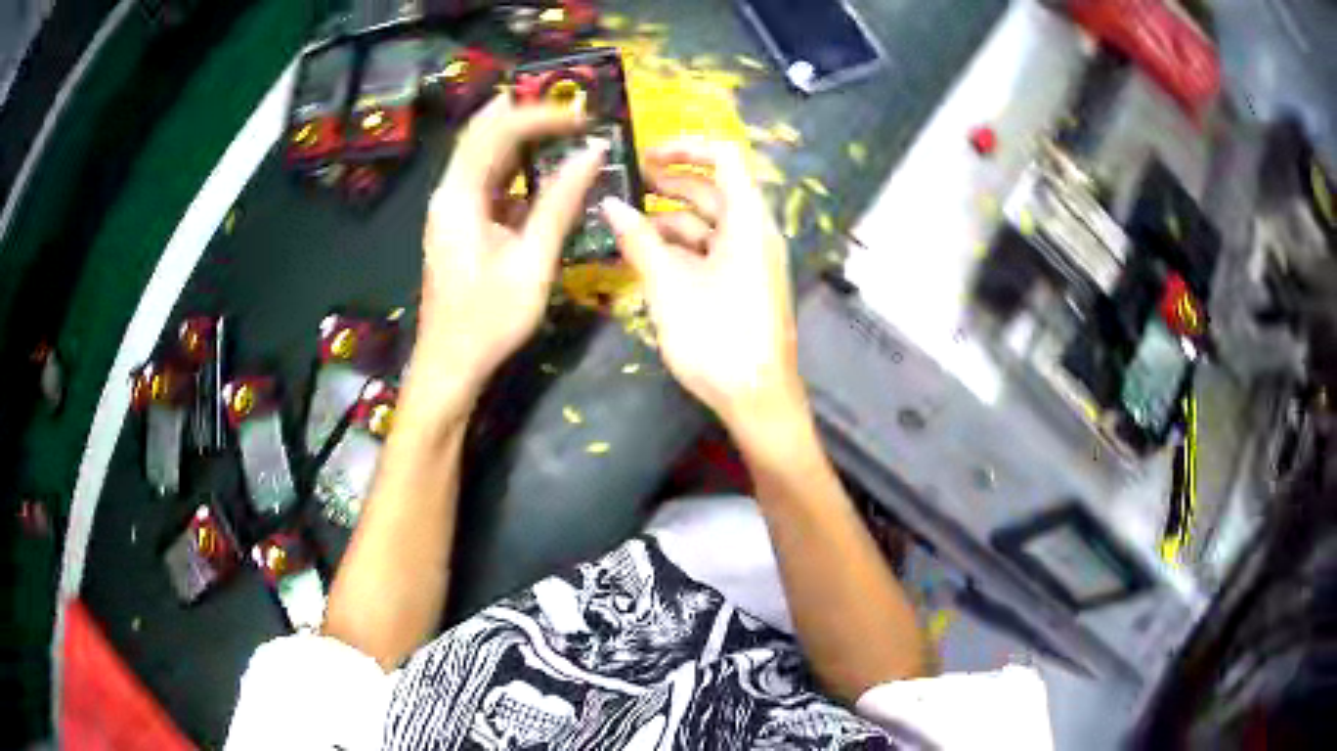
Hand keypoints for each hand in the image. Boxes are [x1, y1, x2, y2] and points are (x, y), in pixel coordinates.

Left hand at [413, 97, 606, 405]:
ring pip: (482, 153)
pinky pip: (485, 178)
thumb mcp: (533, 261)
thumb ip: (561, 202)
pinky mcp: (458, 223)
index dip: (540, 116)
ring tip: (563, 128)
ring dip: (520, 136)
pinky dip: (514, 164)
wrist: (450, 365)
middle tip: (573, 112)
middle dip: (527, 115)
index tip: (583, 116)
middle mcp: (449, 193)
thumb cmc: (489, 320)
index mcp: (460, 197)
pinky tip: (540, 167)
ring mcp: (450, 208)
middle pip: (482, 133)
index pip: (497, 131)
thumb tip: (593, 152)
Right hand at [601, 139, 806, 436]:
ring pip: (710, 223)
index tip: (646, 155)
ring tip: (627, 225)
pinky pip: (712, 250)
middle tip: (627, 184)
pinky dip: (682, 247)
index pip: (725, 157)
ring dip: (670, 219)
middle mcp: (755, 232)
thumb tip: (609, 205)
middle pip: (714, 189)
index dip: (686, 146)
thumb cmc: (717, 337)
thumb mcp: (670, 285)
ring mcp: (752, 260)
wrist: (757, 399)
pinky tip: (648, 256)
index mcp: (748, 220)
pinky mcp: (745, 284)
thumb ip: (639, 240)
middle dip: (671, 183)